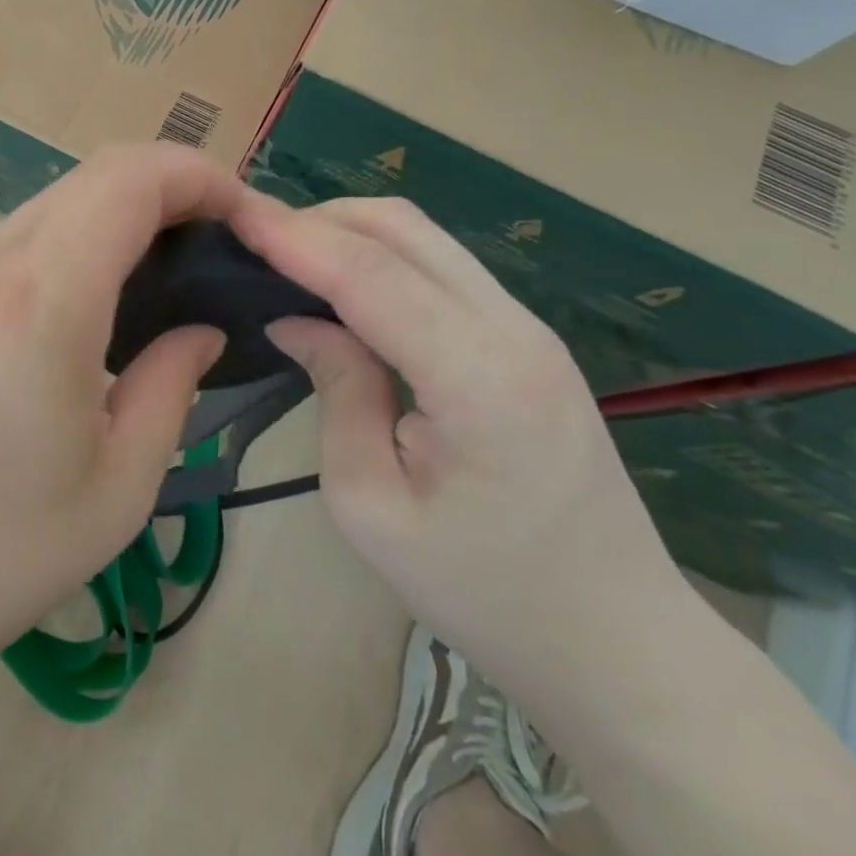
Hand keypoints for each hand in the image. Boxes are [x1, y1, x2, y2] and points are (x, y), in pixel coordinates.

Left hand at [0, 145, 232, 701]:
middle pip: (93, 175)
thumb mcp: (117, 488)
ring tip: (159, 273)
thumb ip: (171, 386)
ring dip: (115, 213)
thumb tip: (199, 330)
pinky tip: (87, 301)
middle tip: (213, 245)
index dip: (197, 174)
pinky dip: (70, 239)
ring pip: (52, 202)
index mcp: (42, 299)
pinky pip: (14, 237)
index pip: (130, 179)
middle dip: (166, 188)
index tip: (243, 214)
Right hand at [231, 191, 690, 692]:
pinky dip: (379, 256)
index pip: (369, 274)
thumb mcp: (373, 505)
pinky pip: (439, 266)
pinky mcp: (525, 337)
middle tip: (252, 238)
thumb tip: (296, 319)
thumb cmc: (485, 592)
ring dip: (348, 230)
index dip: (295, 236)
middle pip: (402, 229)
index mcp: (479, 377)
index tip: (234, 212)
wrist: (620, 643)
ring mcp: (527, 327)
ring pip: (423, 237)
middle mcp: (512, 328)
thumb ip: (337, 391)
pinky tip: (339, 282)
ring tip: (284, 254)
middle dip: (318, 218)